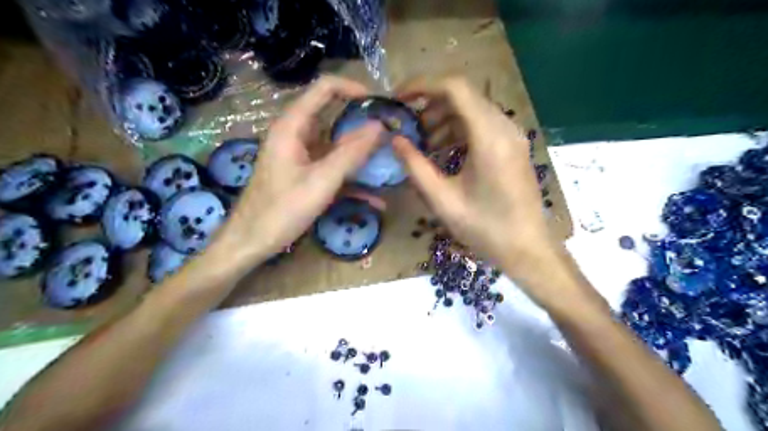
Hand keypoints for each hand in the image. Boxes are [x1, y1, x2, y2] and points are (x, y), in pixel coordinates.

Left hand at [214, 77, 381, 264]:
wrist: (250, 242)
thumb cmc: (282, 210)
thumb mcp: (321, 181)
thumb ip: (351, 153)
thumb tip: (379, 127)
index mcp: (293, 126)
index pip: (324, 89)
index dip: (353, 89)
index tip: (379, 103)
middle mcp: (296, 135)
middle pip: (333, 117)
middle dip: (362, 124)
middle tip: (391, 134)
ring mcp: (301, 157)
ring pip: (336, 146)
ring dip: (361, 155)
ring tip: (388, 163)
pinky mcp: (305, 175)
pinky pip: (332, 169)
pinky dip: (352, 180)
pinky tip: (374, 199)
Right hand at [397, 78, 558, 283]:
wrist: (527, 249)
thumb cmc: (485, 228)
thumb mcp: (442, 199)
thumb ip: (415, 166)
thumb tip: (395, 140)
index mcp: (489, 137)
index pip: (455, 88)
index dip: (422, 86)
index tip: (398, 99)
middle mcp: (505, 127)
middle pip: (463, 96)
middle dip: (430, 106)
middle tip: (408, 128)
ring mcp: (512, 136)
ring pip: (472, 111)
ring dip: (444, 120)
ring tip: (423, 144)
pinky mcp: (513, 147)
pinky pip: (482, 127)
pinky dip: (459, 132)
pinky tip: (443, 152)